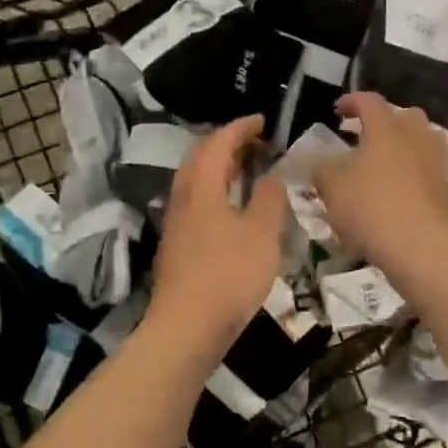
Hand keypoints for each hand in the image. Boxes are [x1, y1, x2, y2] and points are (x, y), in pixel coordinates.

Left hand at [148, 114, 287, 358]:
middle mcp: (183, 198)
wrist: (187, 326)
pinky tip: (232, 208)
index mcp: (202, 187)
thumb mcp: (262, 234)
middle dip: (226, 143)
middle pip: (200, 157)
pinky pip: (196, 202)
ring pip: (195, 181)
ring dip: (219, 168)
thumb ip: (269, 200)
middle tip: (255, 142)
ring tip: (247, 170)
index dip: (240, 127)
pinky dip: (215, 191)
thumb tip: (271, 177)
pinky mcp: (177, 245)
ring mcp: (176, 222)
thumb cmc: (229, 274)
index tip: (262, 120)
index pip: (219, 142)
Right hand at [314, 92, 447, 272]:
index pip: (369, 102)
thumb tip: (323, 165)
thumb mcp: (331, 189)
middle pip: (407, 116)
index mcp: (384, 131)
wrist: (417, 247)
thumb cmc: (369, 210)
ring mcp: (441, 163)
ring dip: (421, 139)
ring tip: (408, 149)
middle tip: (371, 135)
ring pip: (435, 138)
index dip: (352, 101)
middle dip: (389, 120)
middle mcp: (416, 138)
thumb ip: (324, 171)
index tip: (338, 109)